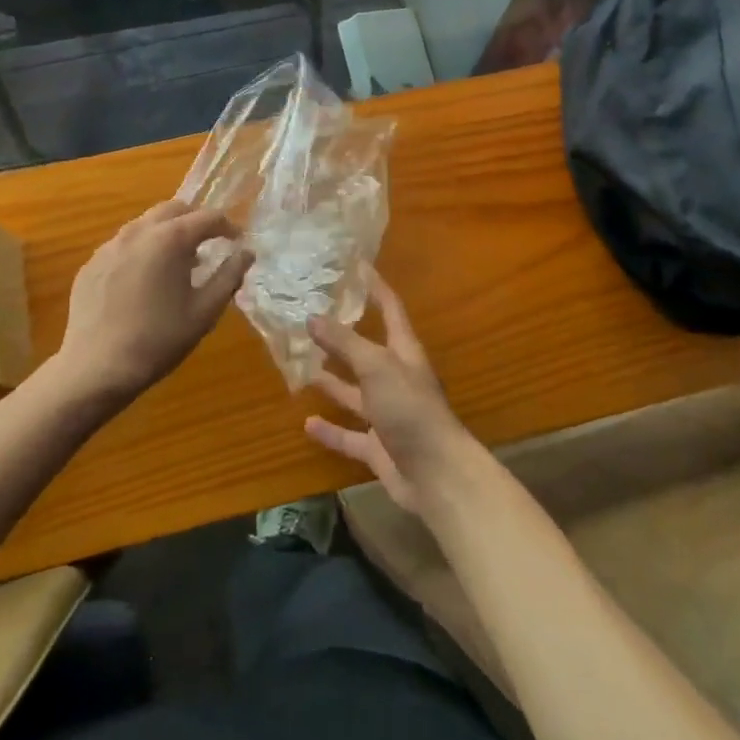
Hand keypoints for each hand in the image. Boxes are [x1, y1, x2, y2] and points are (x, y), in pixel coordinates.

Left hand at [55, 202, 250, 403]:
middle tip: (208, 244)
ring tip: (176, 263)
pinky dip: (142, 250)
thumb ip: (229, 276)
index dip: (227, 227)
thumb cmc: (158, 340)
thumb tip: (246, 253)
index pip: (207, 217)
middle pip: (173, 209)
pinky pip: (123, 244)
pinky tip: (144, 281)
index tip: (237, 242)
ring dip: (167, 233)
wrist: (96, 368)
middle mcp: (138, 231)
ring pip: (145, 224)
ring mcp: (110, 246)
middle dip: (195, 221)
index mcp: (170, 239)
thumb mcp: (205, 311)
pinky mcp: (92, 263)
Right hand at [304, 274, 475, 513]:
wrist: (436, 474)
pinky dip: (330, 430)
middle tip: (311, 316)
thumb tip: (312, 317)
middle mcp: (396, 378)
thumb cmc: (410, 408)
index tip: (355, 265)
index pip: (390, 308)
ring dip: (332, 380)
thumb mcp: (376, 366)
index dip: (375, 286)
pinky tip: (307, 423)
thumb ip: (344, 342)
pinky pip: (349, 435)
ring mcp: (387, 413)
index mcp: (403, 351)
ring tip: (302, 365)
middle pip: (367, 350)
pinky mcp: (378, 447)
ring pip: (355, 392)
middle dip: (343, 335)